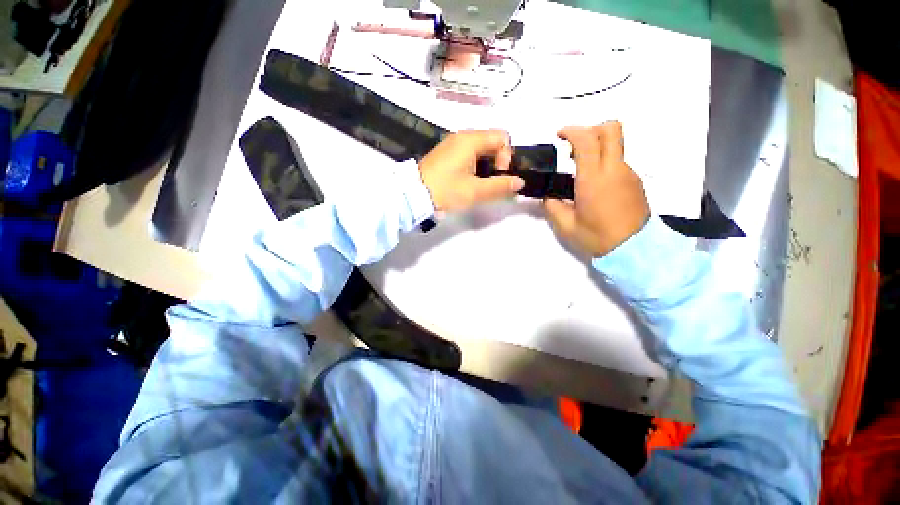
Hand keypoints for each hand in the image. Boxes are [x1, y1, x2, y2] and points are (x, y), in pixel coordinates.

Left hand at [419, 130, 524, 211]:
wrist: (413, 195)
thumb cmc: (446, 190)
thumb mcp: (475, 191)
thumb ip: (500, 186)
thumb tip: (520, 182)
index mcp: (470, 139)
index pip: (502, 137)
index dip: (506, 157)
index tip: (498, 176)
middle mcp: (462, 137)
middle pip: (492, 143)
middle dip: (497, 163)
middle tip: (490, 183)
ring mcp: (452, 145)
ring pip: (480, 151)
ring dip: (486, 167)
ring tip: (479, 186)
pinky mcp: (446, 155)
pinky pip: (468, 155)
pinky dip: (474, 167)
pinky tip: (468, 183)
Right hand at [544, 122, 649, 257]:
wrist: (634, 249)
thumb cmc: (597, 237)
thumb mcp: (566, 226)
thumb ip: (552, 207)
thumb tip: (548, 196)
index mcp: (594, 179)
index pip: (587, 140)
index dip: (572, 131)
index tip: (559, 135)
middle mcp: (614, 169)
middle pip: (610, 130)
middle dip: (590, 130)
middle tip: (574, 146)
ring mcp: (629, 173)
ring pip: (615, 145)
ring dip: (597, 148)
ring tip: (581, 170)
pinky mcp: (636, 181)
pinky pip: (619, 162)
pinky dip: (605, 163)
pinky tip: (595, 185)